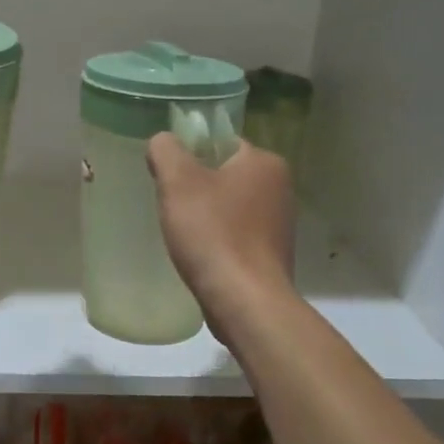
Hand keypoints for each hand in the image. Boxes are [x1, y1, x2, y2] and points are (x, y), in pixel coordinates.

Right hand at [147, 135, 294, 338]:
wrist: (244, 301)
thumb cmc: (213, 233)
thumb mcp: (178, 181)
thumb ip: (166, 150)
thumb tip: (163, 141)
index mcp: (265, 163)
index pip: (221, 143)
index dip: (191, 155)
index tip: (169, 177)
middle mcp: (280, 188)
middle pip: (225, 175)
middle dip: (197, 188)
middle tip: (171, 205)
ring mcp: (279, 224)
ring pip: (230, 207)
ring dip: (207, 216)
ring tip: (184, 233)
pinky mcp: (271, 255)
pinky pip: (237, 235)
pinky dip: (218, 240)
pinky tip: (201, 254)